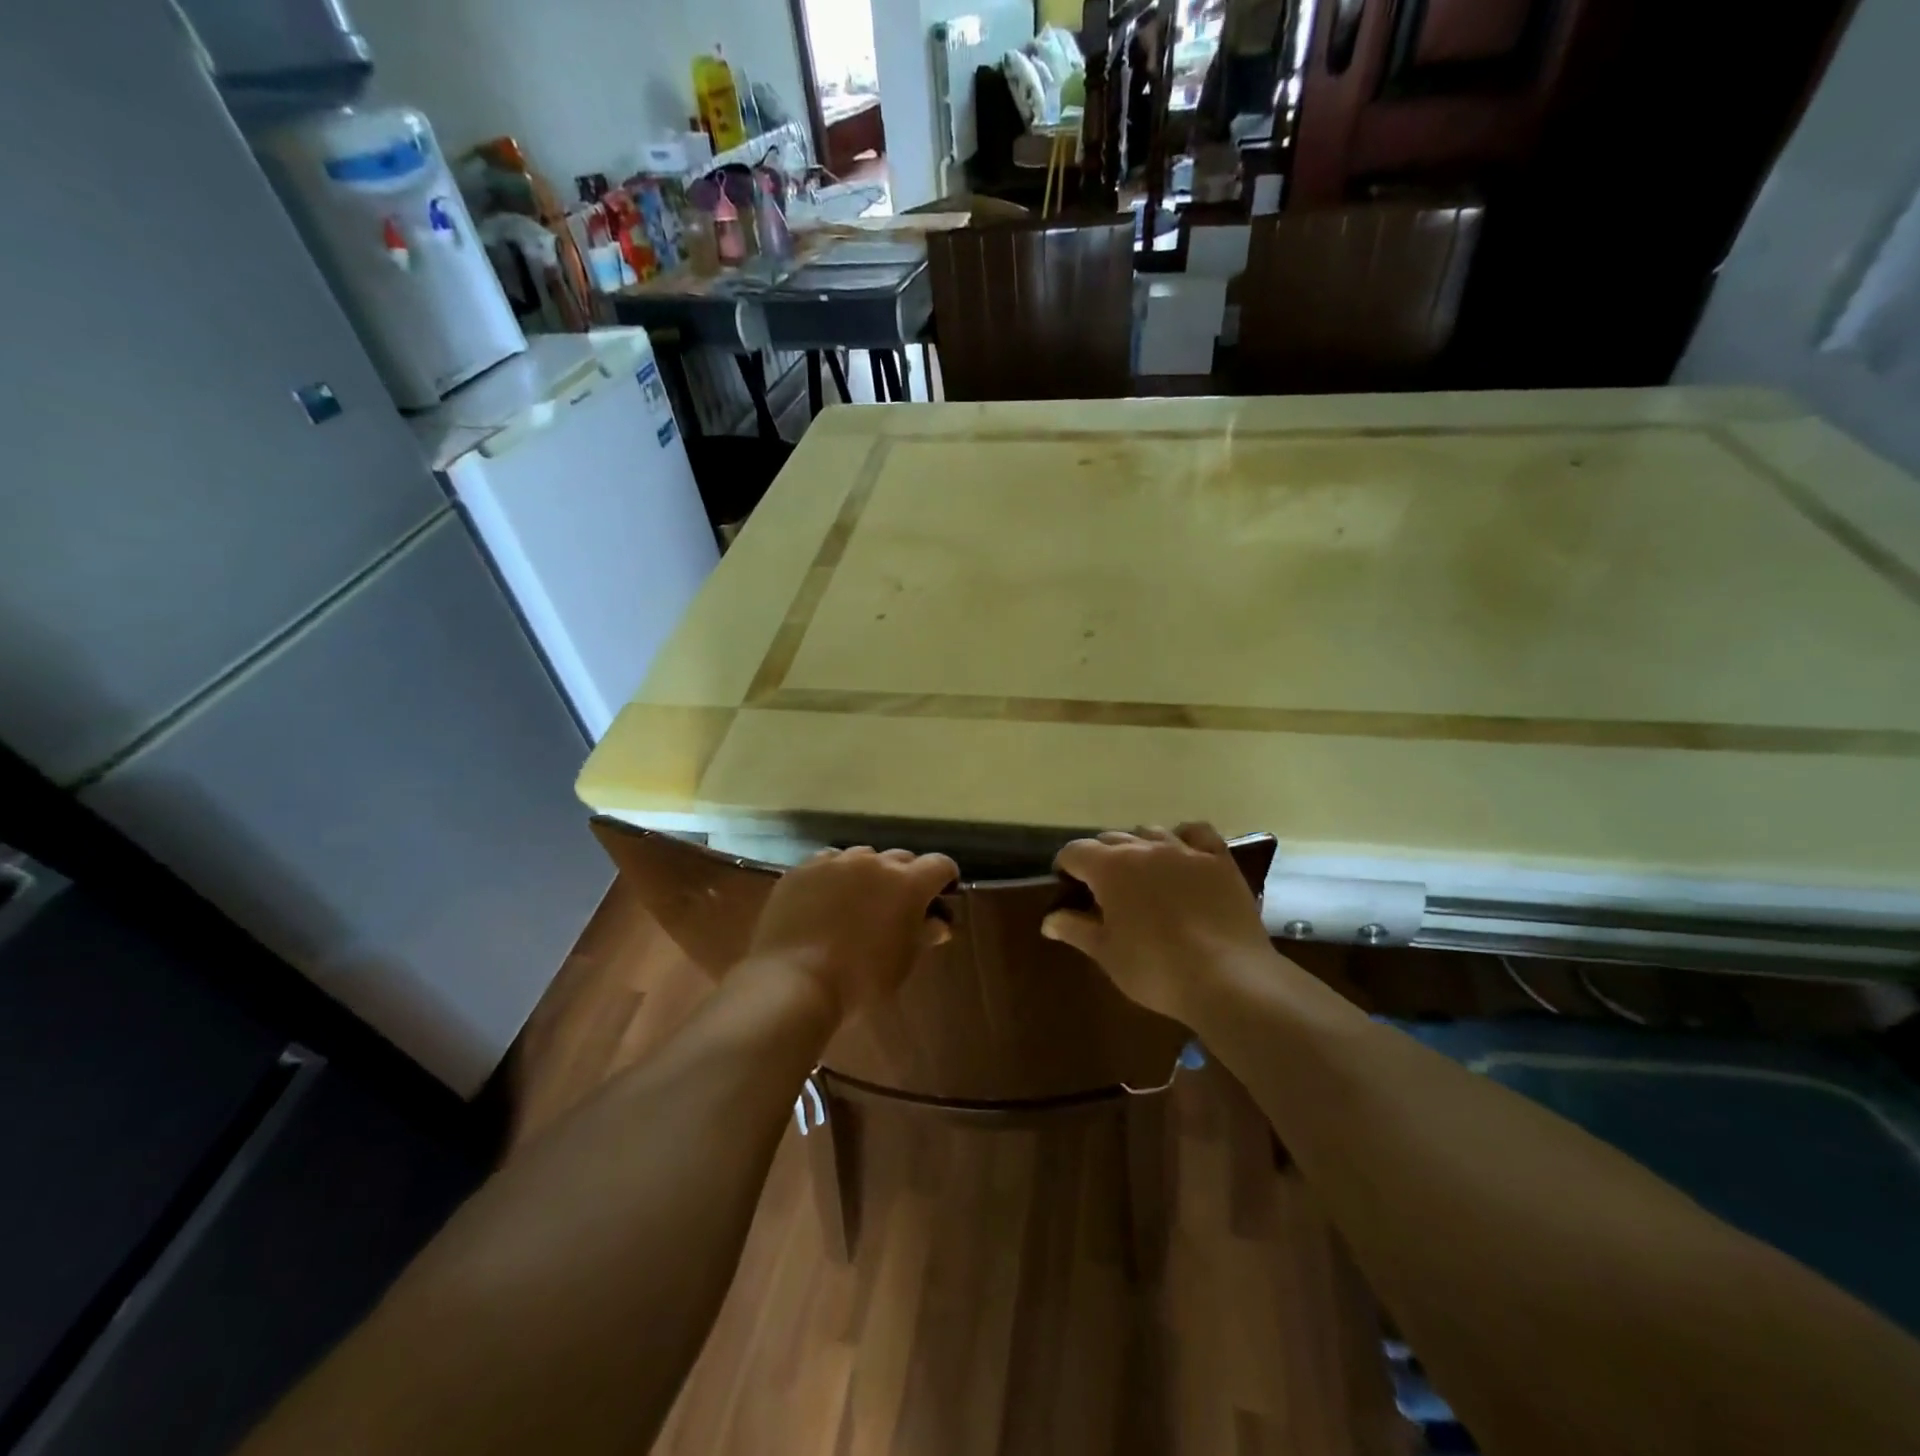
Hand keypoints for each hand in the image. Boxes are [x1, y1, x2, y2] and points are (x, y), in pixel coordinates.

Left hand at [746, 846, 958, 1023]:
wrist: (794, 982)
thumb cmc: (860, 981)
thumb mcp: (902, 963)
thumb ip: (924, 935)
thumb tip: (938, 923)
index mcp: (908, 883)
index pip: (940, 865)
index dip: (944, 879)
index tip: (941, 896)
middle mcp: (875, 862)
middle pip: (901, 858)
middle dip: (906, 877)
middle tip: (898, 906)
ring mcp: (836, 862)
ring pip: (863, 857)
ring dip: (869, 874)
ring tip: (858, 902)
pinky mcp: (803, 869)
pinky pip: (828, 863)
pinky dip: (835, 876)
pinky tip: (826, 900)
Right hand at [1041, 823, 1274, 1020]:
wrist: (1228, 979)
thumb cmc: (1156, 969)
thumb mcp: (1107, 953)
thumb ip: (1075, 929)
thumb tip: (1048, 920)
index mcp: (1110, 867)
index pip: (1075, 851)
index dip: (1066, 866)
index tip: (1067, 886)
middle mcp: (1144, 848)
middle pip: (1111, 839)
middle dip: (1100, 858)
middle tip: (1103, 890)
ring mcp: (1184, 850)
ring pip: (1150, 832)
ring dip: (1138, 847)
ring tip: (1141, 874)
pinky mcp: (1219, 860)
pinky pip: (1197, 833)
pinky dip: (1183, 837)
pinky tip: (1182, 854)